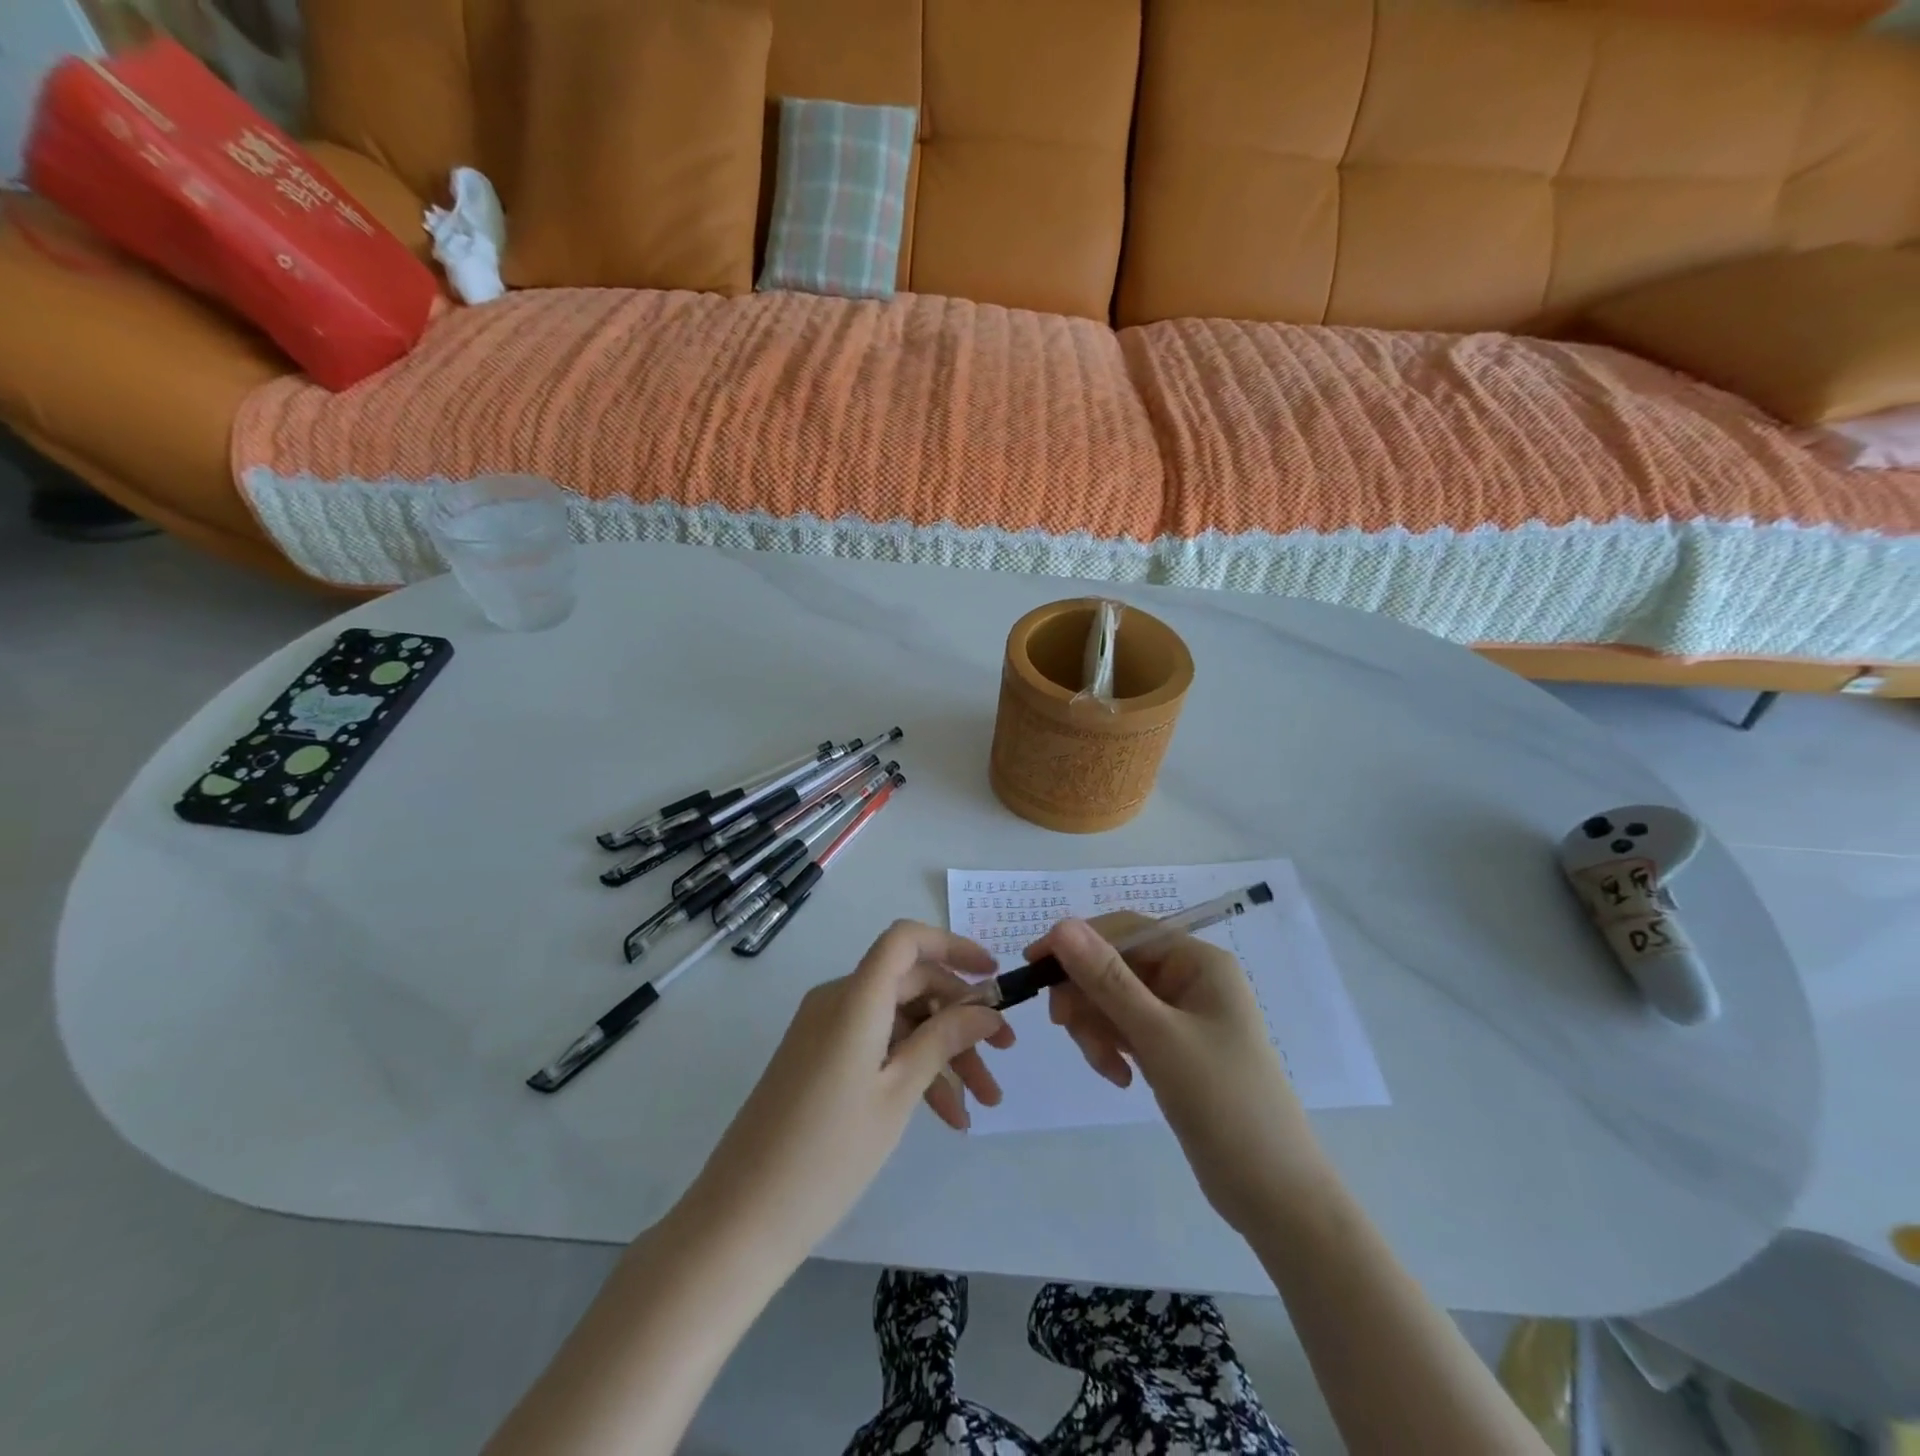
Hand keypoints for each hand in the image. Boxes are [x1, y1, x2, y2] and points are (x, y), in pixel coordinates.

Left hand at [682, 920, 1012, 1262]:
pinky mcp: (819, 1059)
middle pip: (910, 985)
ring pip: (898, 1021)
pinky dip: (910, 1069)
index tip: (993, 977)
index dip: (952, 946)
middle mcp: (837, 1000)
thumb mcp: (898, 1094)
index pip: (905, 940)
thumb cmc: (828, 1154)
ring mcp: (825, 1030)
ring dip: (942, 1052)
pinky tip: (945, 1115)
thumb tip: (985, 1009)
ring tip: (982, 1104)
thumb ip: (943, 1040)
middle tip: (1003, 1057)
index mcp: (854, 997)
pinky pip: (876, 1045)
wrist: (741, 1218)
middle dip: (961, 1017)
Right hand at [1035, 914, 1330, 1232]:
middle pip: (1115, 966)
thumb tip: (1061, 926)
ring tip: (1107, 1068)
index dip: (1076, 942)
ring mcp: (1182, 1015)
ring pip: (1114, 1000)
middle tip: (1064, 1028)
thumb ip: (1107, 980)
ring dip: (1098, 1028)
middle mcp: (1190, 979)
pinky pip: (1126, 1030)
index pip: (1124, 930)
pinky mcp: (1173, 1048)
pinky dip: (1112, 1047)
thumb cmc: (1224, 1103)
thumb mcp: (1158, 1037)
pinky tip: (1119, 1079)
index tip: (1033, 967)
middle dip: (1088, 997)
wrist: (1275, 1195)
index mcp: (1197, 961)